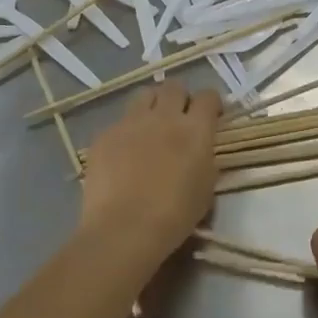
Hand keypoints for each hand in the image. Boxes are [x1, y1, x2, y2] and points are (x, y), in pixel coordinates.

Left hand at [78, 81, 221, 272]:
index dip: (211, 103)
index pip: (208, 96)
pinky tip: (124, 154)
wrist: (124, 230)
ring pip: (145, 95)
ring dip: (152, 106)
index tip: (211, 115)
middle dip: (180, 98)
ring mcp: (131, 123)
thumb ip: (206, 159)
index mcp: (195, 129)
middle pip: (174, 86)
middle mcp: (164, 116)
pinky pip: (120, 122)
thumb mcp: (206, 187)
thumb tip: (200, 149)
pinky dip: (126, 131)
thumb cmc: (174, 215)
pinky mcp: (105, 135)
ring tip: (151, 127)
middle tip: (179, 118)